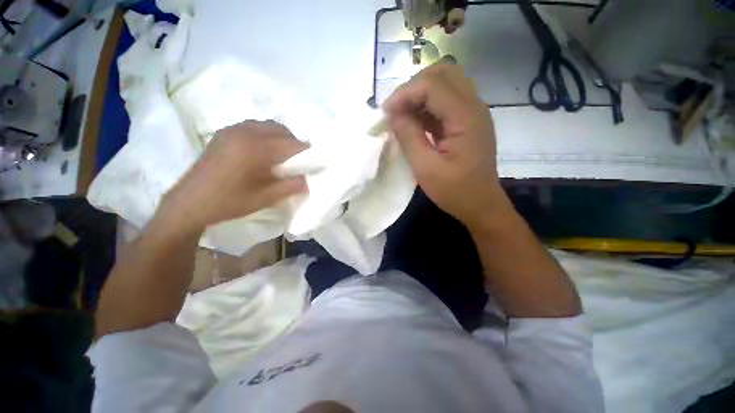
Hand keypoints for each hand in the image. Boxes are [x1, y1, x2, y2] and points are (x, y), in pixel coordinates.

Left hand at [161, 121, 307, 231]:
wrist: (189, 203)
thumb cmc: (229, 202)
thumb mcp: (265, 198)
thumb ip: (290, 187)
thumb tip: (308, 180)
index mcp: (255, 148)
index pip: (290, 144)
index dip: (305, 151)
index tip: (313, 160)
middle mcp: (244, 133)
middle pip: (279, 129)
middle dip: (293, 141)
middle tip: (298, 159)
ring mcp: (231, 131)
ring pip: (266, 125)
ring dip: (279, 136)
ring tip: (282, 155)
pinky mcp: (223, 134)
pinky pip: (252, 126)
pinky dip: (264, 134)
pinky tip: (263, 151)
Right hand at [384, 64, 505, 229]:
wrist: (481, 204)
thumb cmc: (455, 191)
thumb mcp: (426, 168)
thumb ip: (409, 137)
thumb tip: (393, 114)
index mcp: (465, 117)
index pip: (433, 85)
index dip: (405, 93)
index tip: (386, 112)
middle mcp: (473, 106)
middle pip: (443, 73)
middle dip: (414, 87)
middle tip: (396, 109)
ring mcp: (473, 112)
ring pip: (445, 83)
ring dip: (420, 94)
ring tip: (402, 115)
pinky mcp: (468, 121)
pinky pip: (446, 101)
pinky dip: (427, 106)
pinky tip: (414, 122)